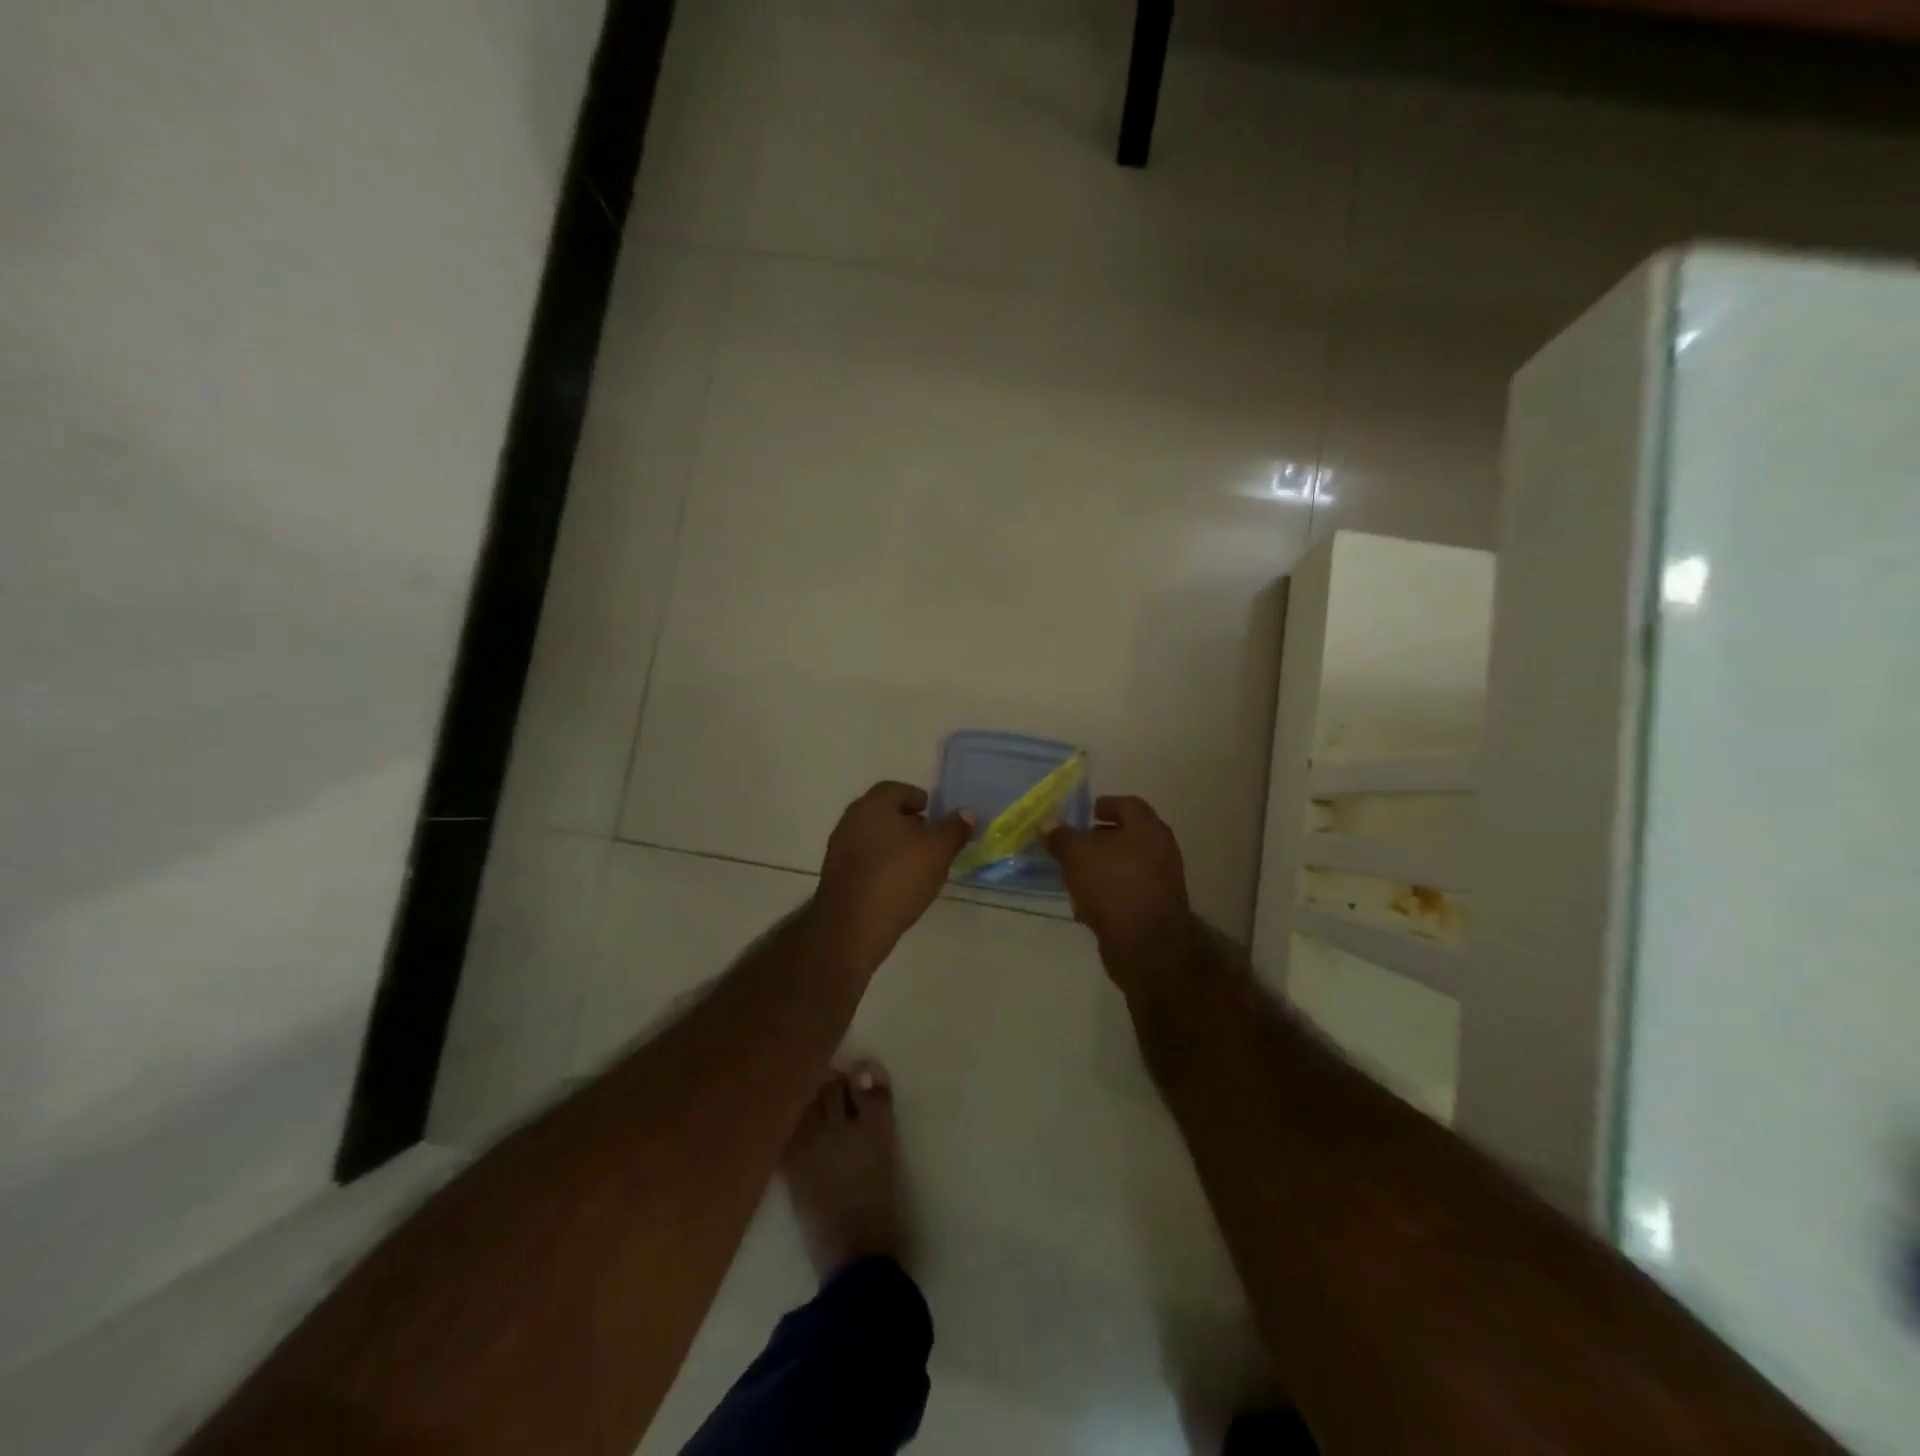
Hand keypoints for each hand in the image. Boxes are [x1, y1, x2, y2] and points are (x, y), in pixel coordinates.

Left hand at [815, 782, 972, 972]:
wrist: (852, 925)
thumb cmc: (898, 876)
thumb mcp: (938, 850)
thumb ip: (954, 829)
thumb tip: (966, 813)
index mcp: (873, 804)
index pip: (897, 789)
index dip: (919, 799)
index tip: (935, 815)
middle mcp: (851, 820)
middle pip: (883, 813)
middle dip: (908, 823)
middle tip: (931, 840)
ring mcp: (839, 849)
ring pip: (873, 838)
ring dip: (894, 846)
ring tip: (918, 865)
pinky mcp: (835, 876)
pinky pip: (864, 861)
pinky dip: (882, 866)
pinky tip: (898, 885)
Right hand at [1045, 796, 1191, 988]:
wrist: (1146, 943)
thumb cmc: (1112, 884)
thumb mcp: (1076, 854)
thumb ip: (1061, 836)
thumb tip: (1047, 822)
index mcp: (1148, 828)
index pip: (1128, 804)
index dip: (1105, 806)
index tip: (1085, 814)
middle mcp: (1161, 850)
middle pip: (1129, 836)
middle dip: (1101, 839)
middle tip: (1076, 844)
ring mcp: (1162, 881)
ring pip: (1128, 866)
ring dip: (1103, 868)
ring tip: (1076, 875)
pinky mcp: (1156, 909)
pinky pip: (1129, 892)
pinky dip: (1109, 893)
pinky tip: (1086, 905)